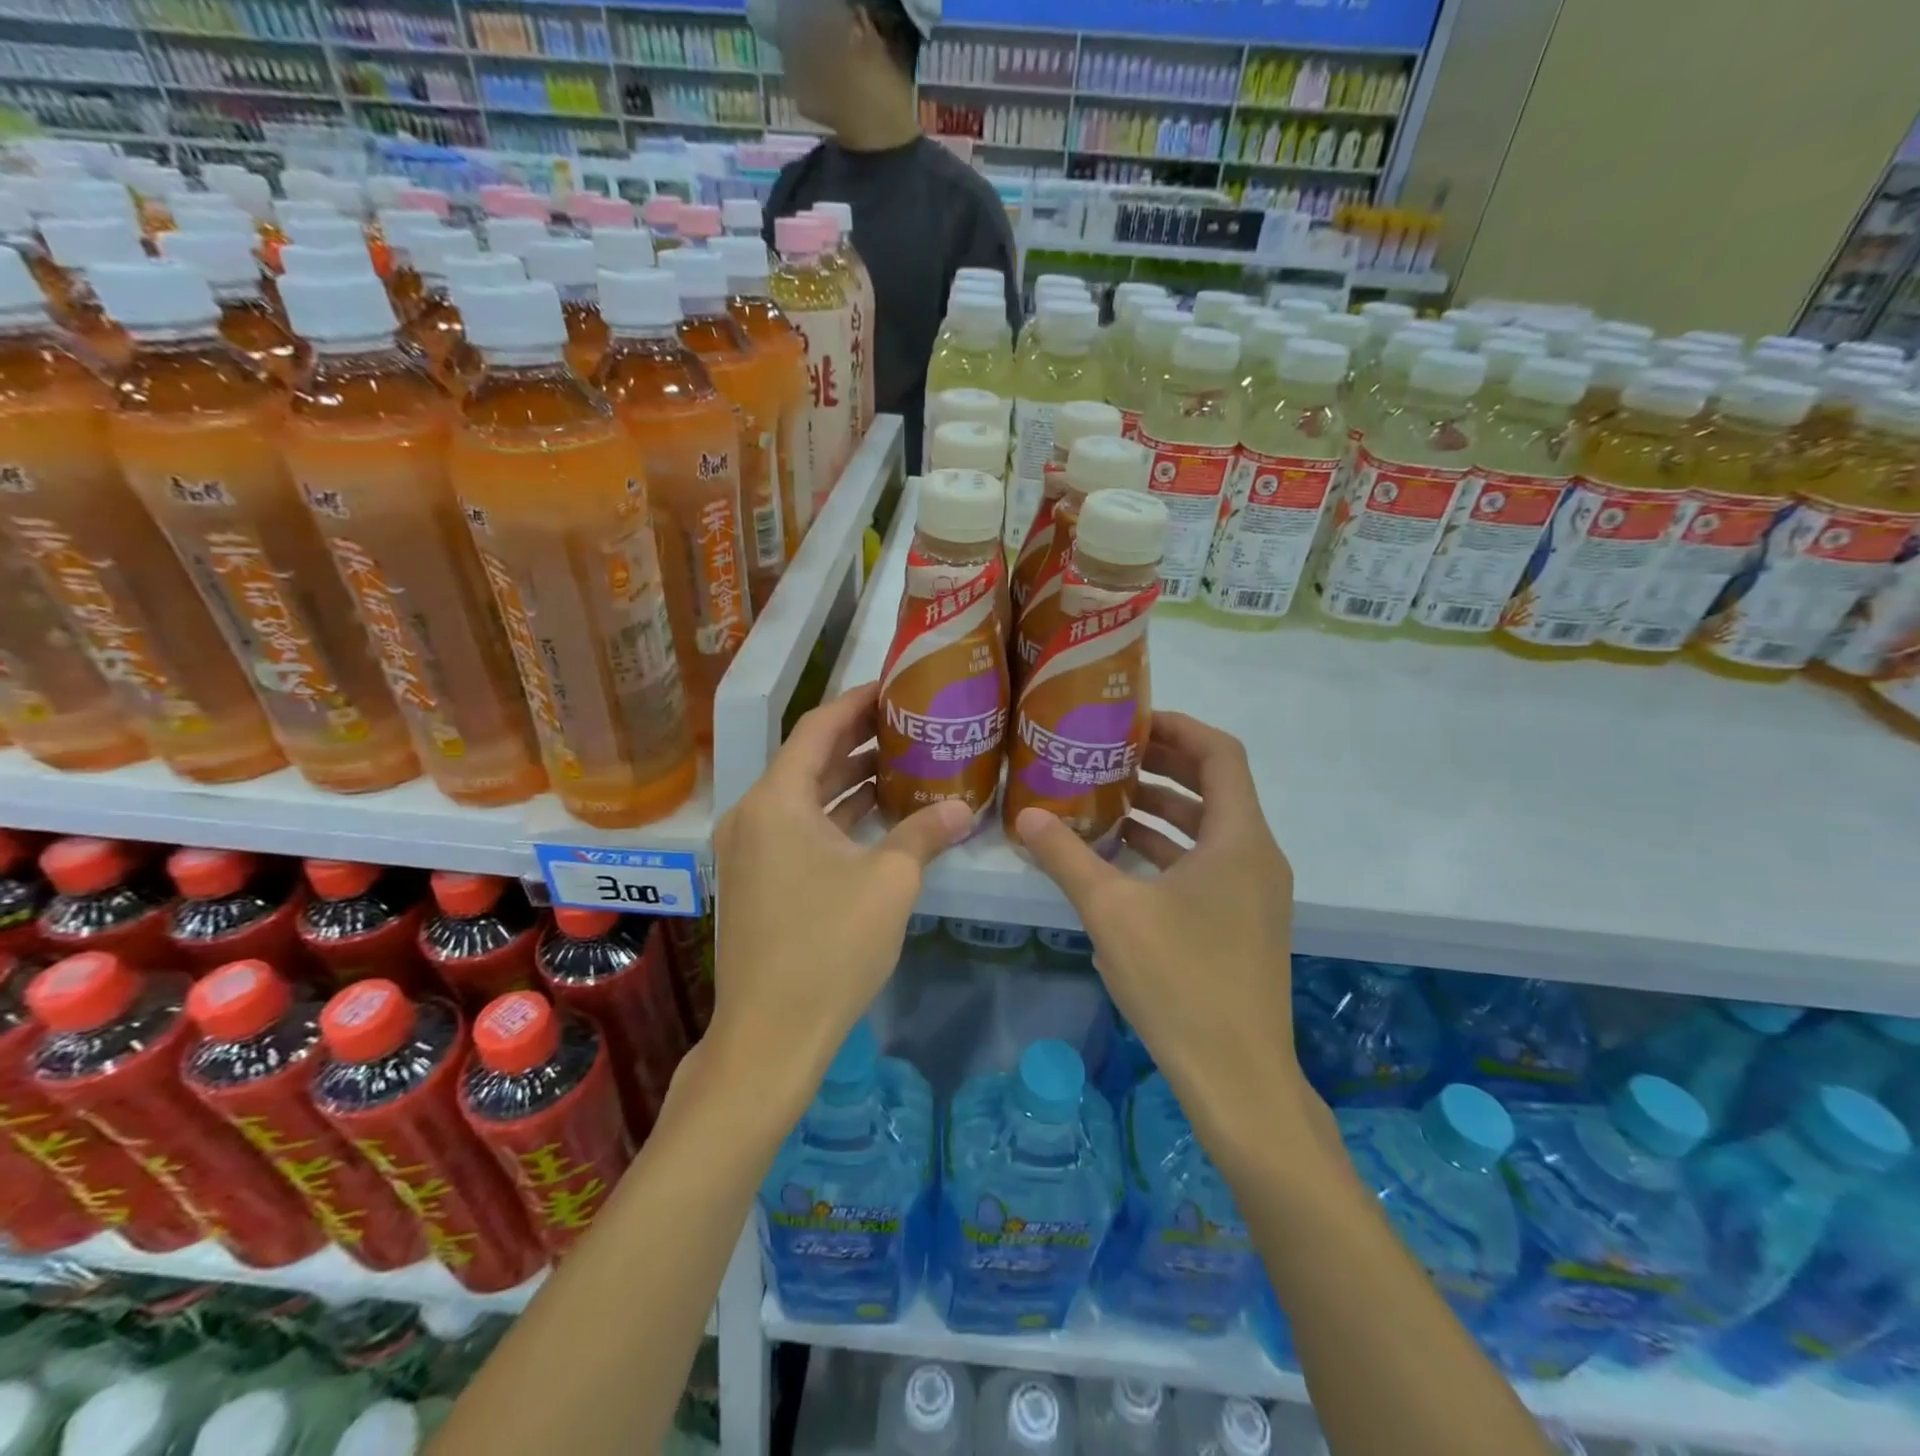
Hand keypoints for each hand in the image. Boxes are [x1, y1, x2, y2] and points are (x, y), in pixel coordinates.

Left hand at [708, 684, 971, 1106]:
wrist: (770, 1035)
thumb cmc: (829, 946)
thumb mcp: (889, 882)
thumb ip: (925, 833)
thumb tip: (963, 806)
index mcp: (776, 801)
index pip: (818, 728)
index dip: (857, 702)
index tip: (894, 687)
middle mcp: (752, 816)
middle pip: (809, 760)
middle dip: (858, 741)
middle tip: (909, 724)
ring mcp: (749, 851)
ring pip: (804, 799)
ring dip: (849, 781)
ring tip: (902, 763)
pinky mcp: (756, 881)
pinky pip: (798, 830)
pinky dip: (836, 818)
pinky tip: (877, 817)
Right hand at [1015, 713, 1313, 1146]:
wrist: (1238, 1079)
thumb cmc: (1180, 981)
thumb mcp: (1112, 912)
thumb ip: (1068, 858)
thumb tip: (1025, 817)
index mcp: (1239, 839)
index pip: (1220, 753)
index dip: (1178, 728)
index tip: (1130, 721)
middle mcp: (1257, 856)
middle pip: (1216, 787)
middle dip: (1163, 766)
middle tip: (1109, 754)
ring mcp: (1255, 893)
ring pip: (1210, 829)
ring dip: (1163, 810)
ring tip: (1108, 800)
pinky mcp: (1244, 923)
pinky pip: (1208, 864)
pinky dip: (1170, 850)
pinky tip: (1123, 859)